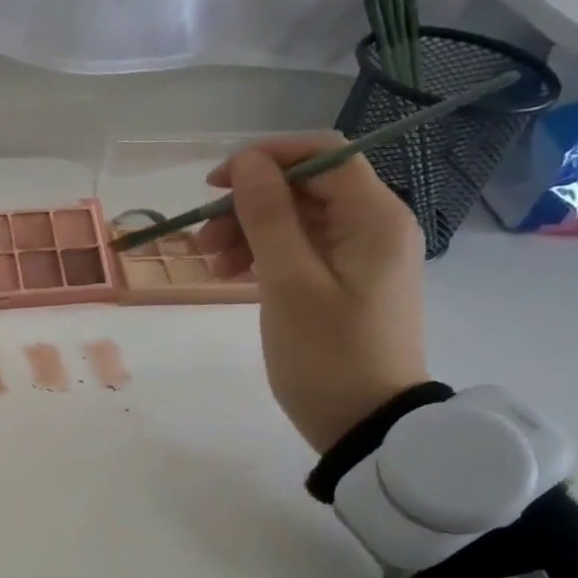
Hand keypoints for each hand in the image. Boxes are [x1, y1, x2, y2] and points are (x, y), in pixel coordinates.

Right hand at [196, 134, 429, 452]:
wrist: (366, 424)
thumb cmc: (327, 354)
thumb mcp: (289, 282)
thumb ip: (267, 216)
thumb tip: (247, 163)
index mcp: (374, 216)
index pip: (320, 153)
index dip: (264, 159)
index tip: (214, 186)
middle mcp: (375, 225)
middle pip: (304, 187)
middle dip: (248, 204)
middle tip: (202, 240)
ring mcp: (361, 255)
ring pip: (298, 219)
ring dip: (250, 231)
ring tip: (211, 265)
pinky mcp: (346, 281)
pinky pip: (301, 249)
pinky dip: (264, 255)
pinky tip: (233, 275)